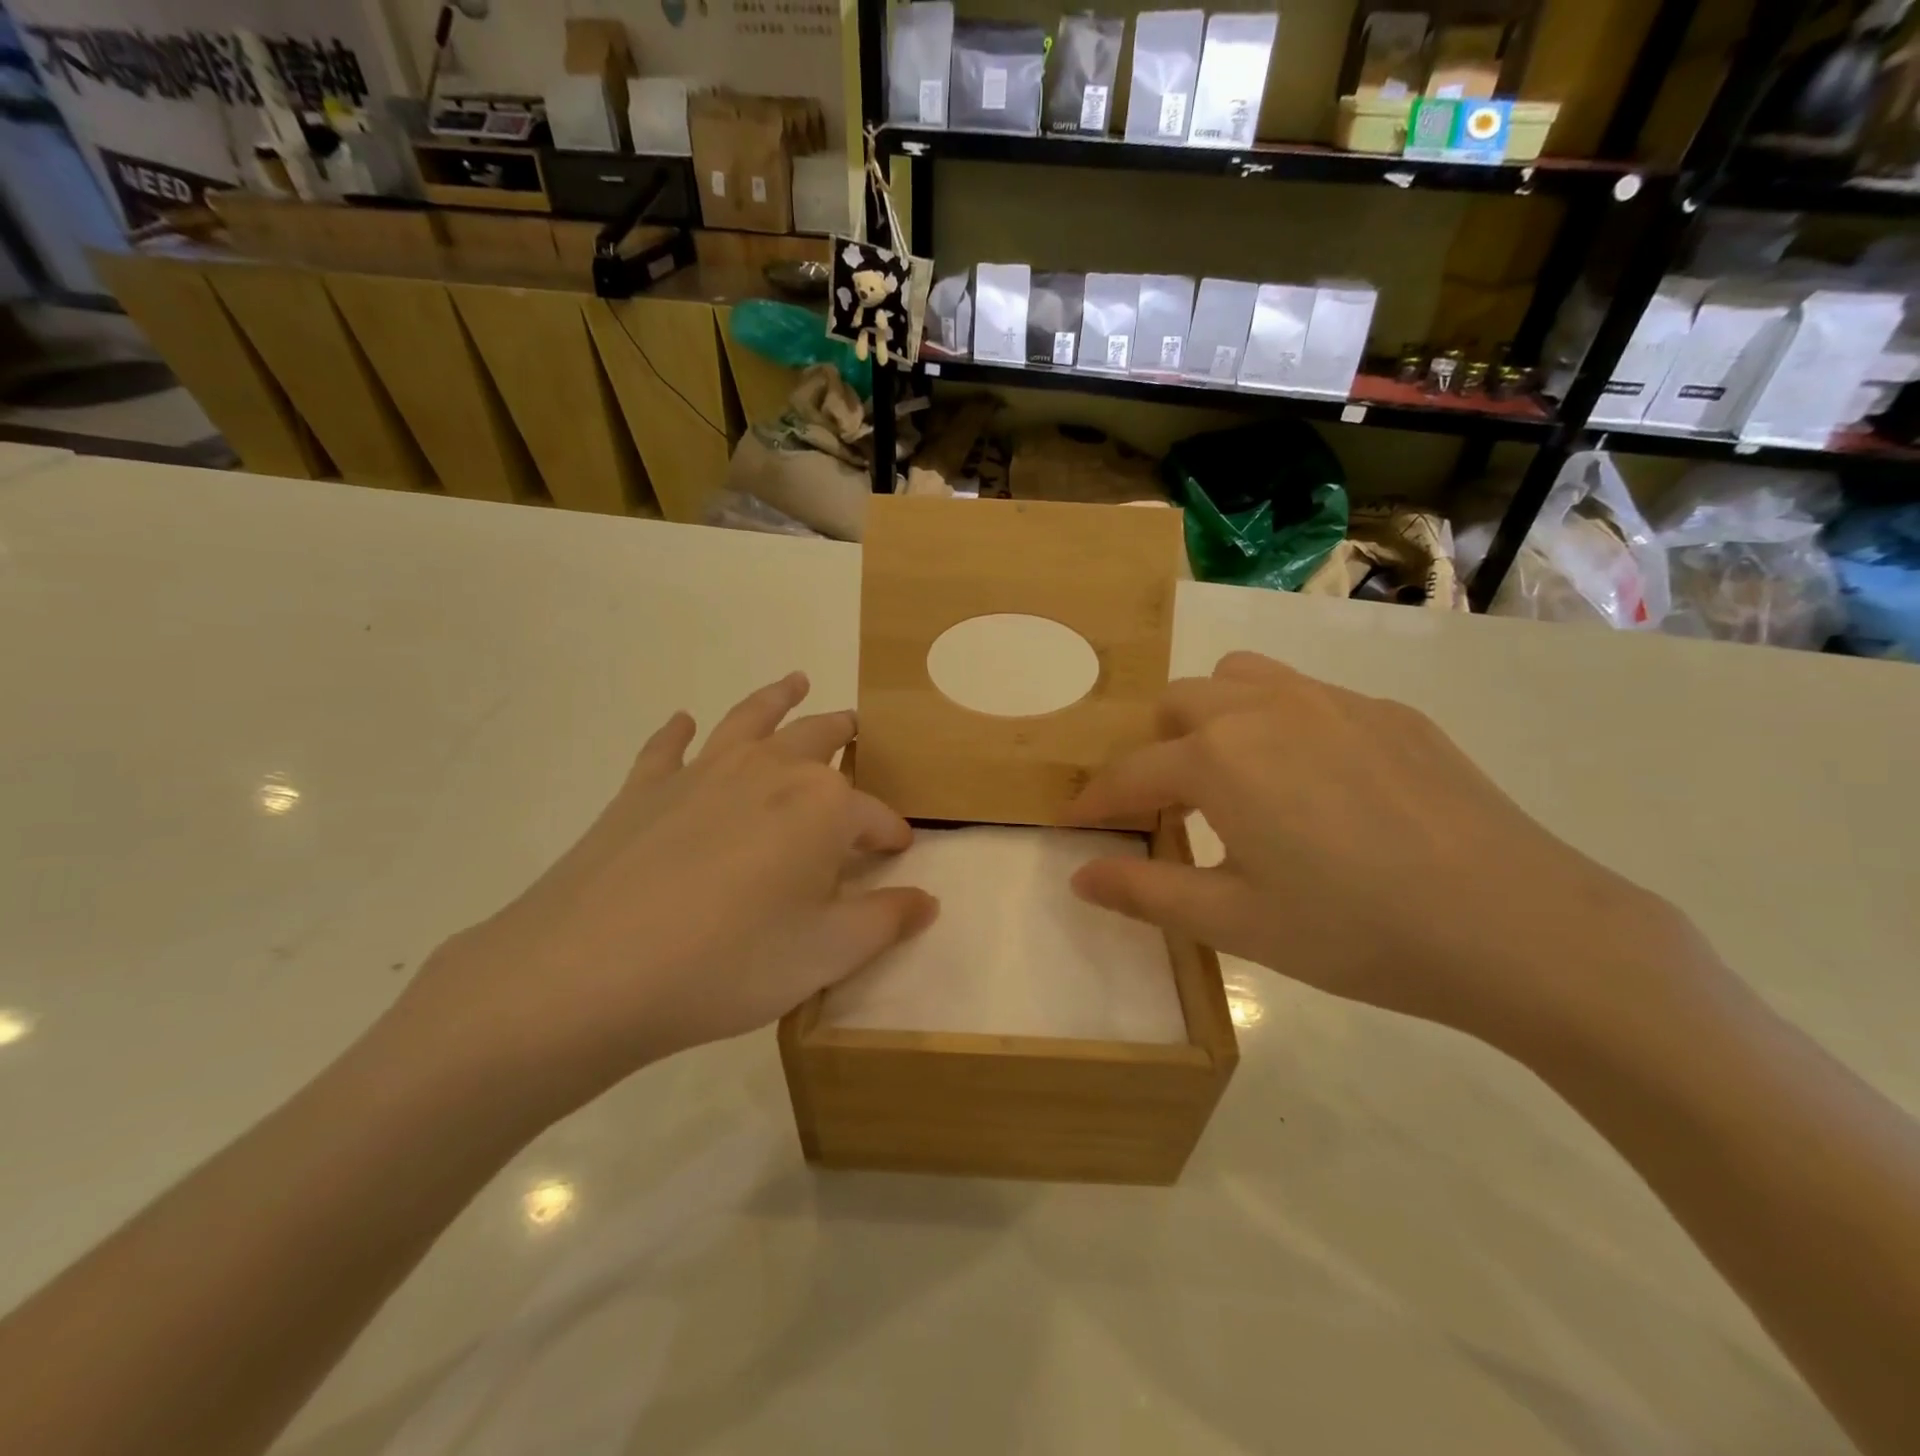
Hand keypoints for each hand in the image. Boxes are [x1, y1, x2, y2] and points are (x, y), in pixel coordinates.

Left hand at [382, 673, 937, 1124]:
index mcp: (821, 805)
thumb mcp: (826, 954)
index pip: (873, 815)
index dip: (891, 834)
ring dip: (777, 697)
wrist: (589, 972)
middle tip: (858, 733)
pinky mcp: (644, 787)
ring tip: (796, 681)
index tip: (898, 853)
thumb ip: (885, 921)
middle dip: (845, 737)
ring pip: (751, 718)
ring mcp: (702, 771)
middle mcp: (768, 769)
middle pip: (819, 740)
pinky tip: (683, 722)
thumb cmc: (728, 964)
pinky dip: (680, 731)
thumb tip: (927, 900)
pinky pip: (669, 747)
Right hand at [1070, 652, 1685, 1052]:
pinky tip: (1318, 786)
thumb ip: (1146, 894)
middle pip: (1177, 706)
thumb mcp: (1236, 924)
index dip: (1094, 802)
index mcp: (1220, 758)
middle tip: (1168, 812)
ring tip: (1234, 779)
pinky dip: (1280, 725)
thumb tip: (1079, 876)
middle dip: (1154, 753)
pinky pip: (1308, 695)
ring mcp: (1334, 700)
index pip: (1129, 774)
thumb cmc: (1356, 932)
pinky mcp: (1390, 712)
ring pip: (1240, 679)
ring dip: (1214, 718)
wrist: (1520, 928)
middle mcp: (1267, 708)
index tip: (1073, 824)